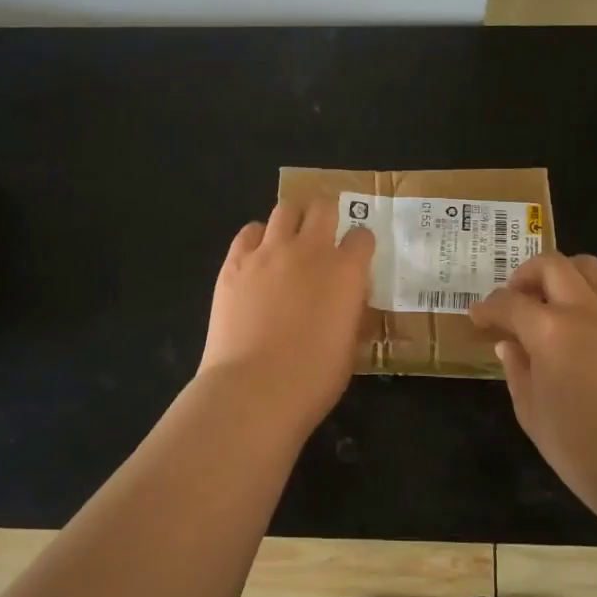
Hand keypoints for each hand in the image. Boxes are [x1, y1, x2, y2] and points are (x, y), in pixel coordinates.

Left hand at [197, 198, 376, 437]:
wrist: (253, 389)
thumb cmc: (312, 379)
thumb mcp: (349, 348)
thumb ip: (353, 315)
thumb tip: (351, 303)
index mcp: (345, 272)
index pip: (362, 236)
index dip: (360, 245)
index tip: (356, 257)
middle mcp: (309, 250)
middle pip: (323, 208)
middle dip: (328, 216)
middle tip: (324, 235)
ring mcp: (268, 252)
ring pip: (286, 209)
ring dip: (293, 220)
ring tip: (290, 239)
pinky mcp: (235, 262)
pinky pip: (249, 231)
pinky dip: (258, 237)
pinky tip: (259, 255)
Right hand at [470, 253, 596, 521]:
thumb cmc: (580, 447)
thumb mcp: (531, 412)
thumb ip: (517, 371)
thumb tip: (510, 346)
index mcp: (549, 330)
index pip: (509, 302)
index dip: (488, 307)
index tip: (478, 318)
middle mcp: (585, 312)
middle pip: (553, 265)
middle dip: (526, 274)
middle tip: (515, 298)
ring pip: (590, 271)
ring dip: (564, 278)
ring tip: (551, 305)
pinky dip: (589, 307)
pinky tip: (583, 341)